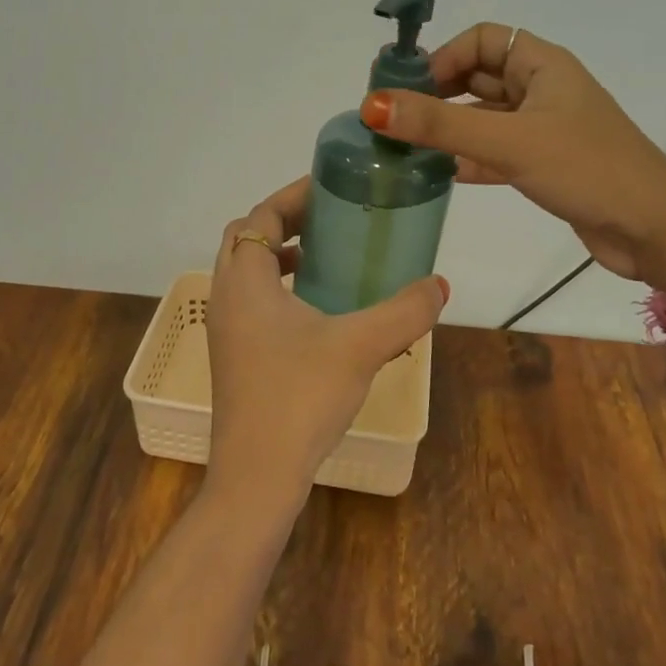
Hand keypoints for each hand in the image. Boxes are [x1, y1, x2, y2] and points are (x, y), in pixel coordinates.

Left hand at [205, 177, 447, 510]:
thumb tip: (439, 284)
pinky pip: (252, 300)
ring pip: (247, 271)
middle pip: (247, 237)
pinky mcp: (234, 355)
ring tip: (325, 257)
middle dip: (286, 221)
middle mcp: (226, 296)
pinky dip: (279, 288)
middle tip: (330, 216)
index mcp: (245, 281)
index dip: (293, 196)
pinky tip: (318, 311)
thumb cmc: (300, 398)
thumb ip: (404, 311)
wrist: (256, 478)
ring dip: (280, 255)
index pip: (260, 216)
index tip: (330, 187)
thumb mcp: (361, 346)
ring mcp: (225, 329)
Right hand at [360, 24, 665, 288]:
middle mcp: (541, 89)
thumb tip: (373, 104)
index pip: (480, 39)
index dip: (443, 56)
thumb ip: (440, 123)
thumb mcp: (509, 141)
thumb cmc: (586, 168)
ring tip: (404, 148)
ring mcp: (543, 128)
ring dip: (448, 129)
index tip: (410, 89)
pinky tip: (437, 175)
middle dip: (437, 94)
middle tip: (395, 120)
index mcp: (541, 65)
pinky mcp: (543, 164)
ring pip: (483, 117)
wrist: (656, 231)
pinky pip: (493, 151)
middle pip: (477, 77)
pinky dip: (466, 159)